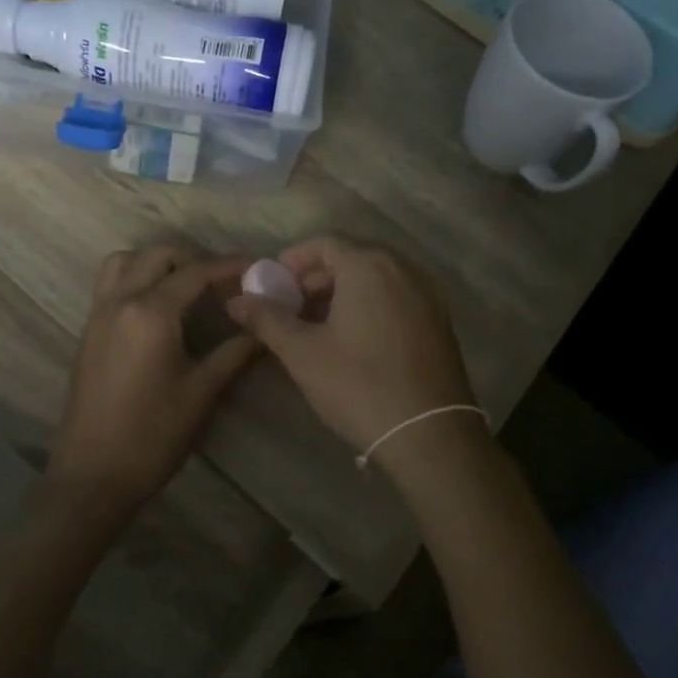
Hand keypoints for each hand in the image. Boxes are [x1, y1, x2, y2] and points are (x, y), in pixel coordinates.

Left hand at [48, 246, 258, 509]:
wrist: (93, 475)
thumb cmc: (153, 434)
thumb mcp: (202, 392)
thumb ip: (235, 353)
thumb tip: (263, 330)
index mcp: (151, 313)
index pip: (196, 273)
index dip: (229, 266)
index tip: (257, 267)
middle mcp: (120, 301)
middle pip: (158, 256)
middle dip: (193, 260)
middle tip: (222, 284)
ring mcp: (98, 315)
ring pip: (125, 262)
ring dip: (157, 263)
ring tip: (185, 288)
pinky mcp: (88, 332)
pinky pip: (110, 285)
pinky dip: (135, 278)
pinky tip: (158, 310)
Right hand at [226, 235, 478, 461]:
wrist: (430, 435)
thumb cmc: (359, 386)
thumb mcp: (303, 353)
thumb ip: (267, 319)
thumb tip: (236, 300)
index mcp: (369, 267)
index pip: (325, 242)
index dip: (293, 259)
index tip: (273, 284)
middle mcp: (404, 269)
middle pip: (353, 257)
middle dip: (317, 277)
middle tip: (291, 305)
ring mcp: (428, 295)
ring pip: (377, 278)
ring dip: (344, 292)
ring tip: (318, 324)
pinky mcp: (441, 322)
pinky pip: (398, 297)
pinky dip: (371, 305)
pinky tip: (355, 338)